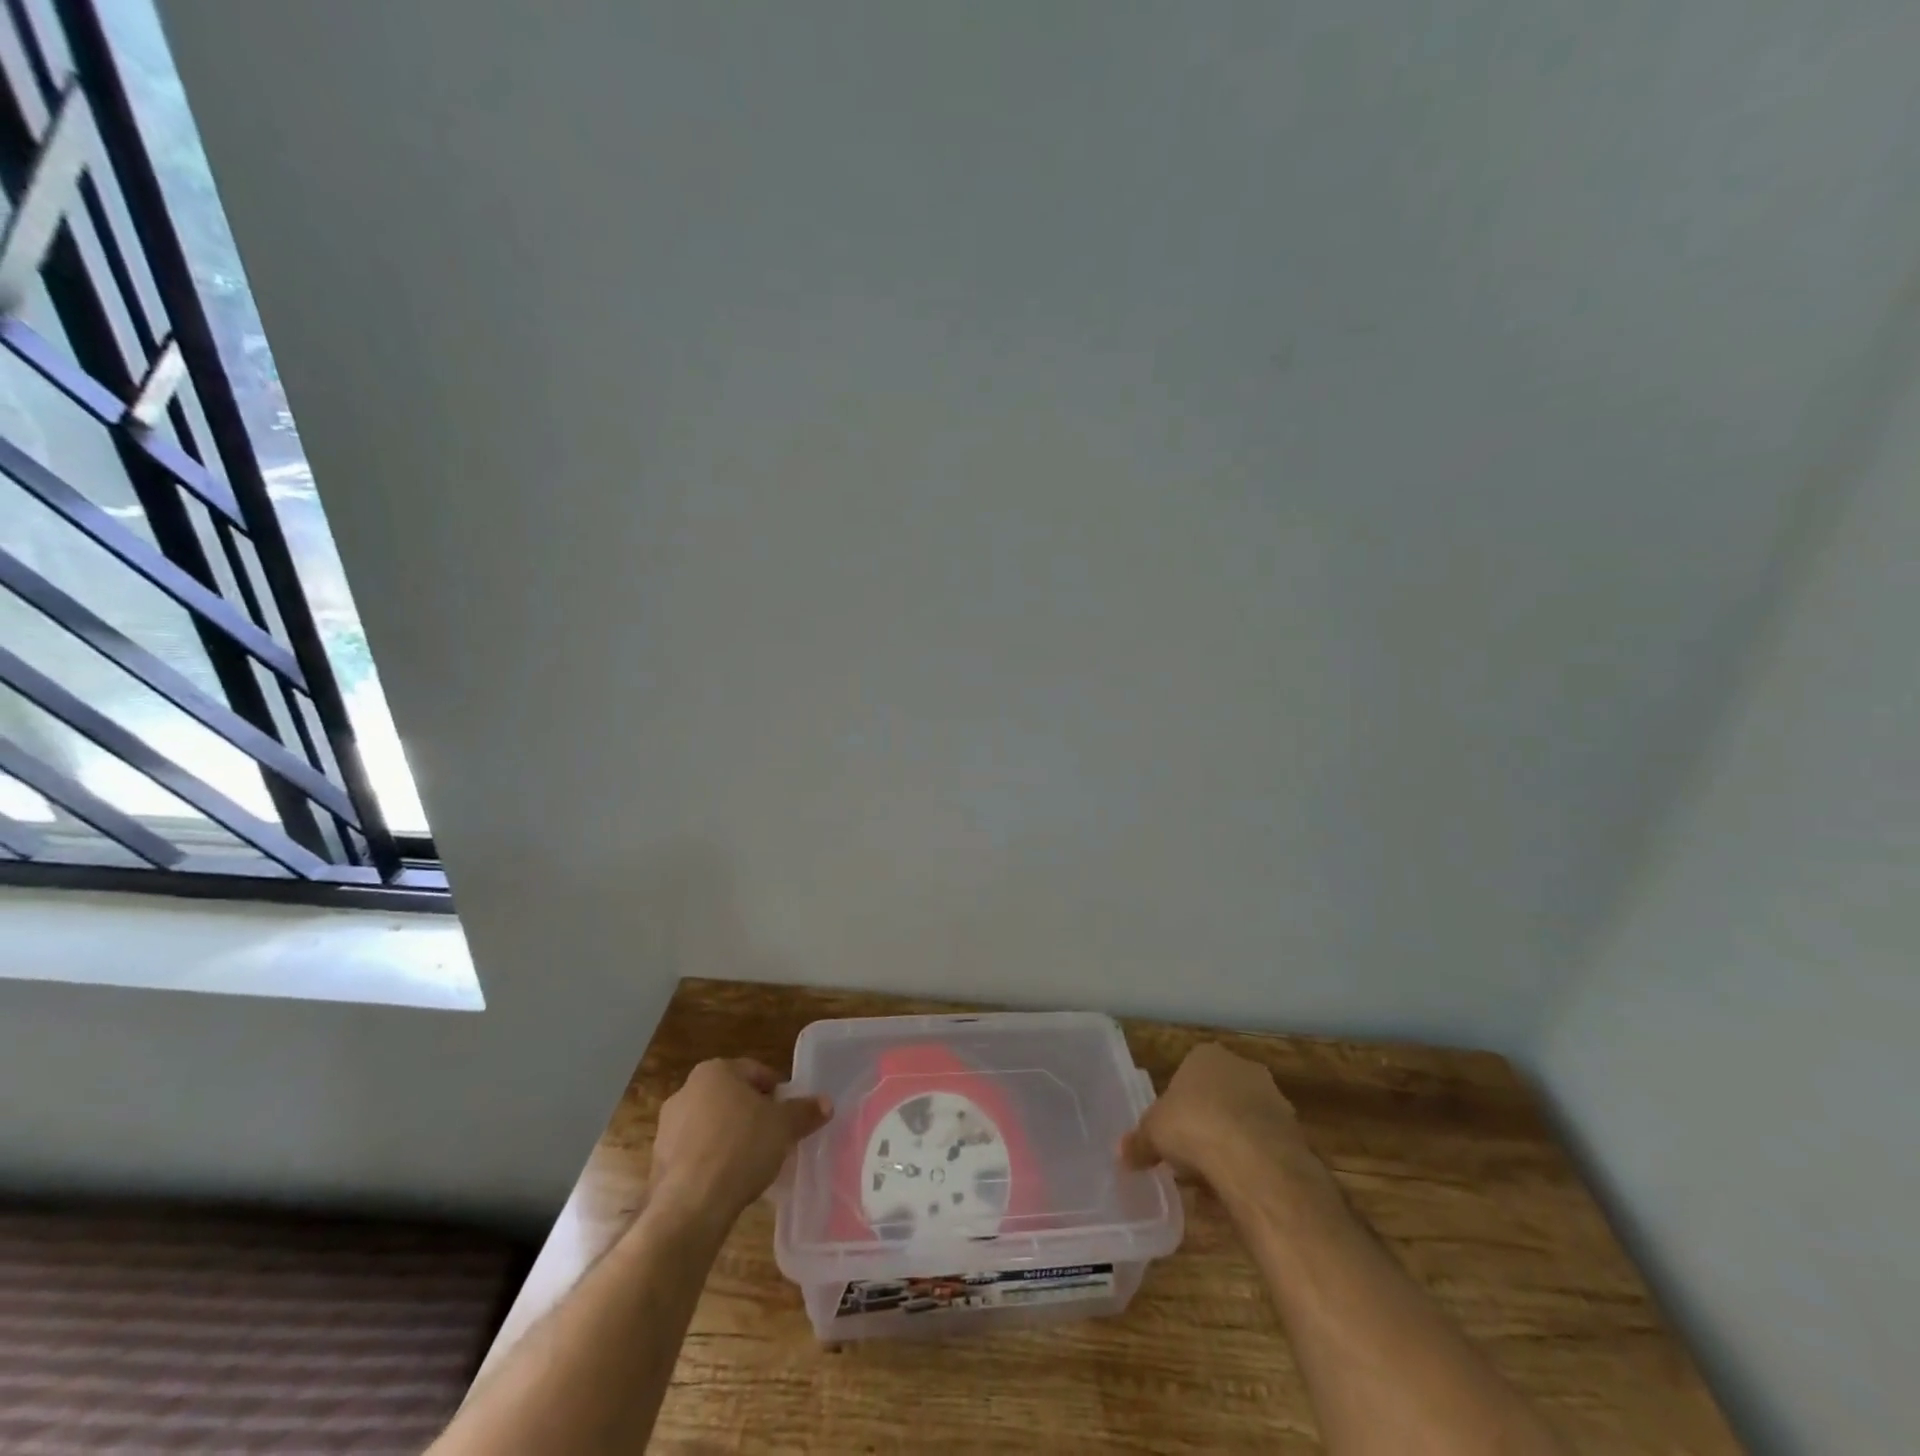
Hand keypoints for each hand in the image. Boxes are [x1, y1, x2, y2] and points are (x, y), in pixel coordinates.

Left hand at [650, 1058, 832, 1225]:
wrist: (691, 1206)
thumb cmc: (741, 1148)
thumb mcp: (784, 1127)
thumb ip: (805, 1112)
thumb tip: (826, 1103)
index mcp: (715, 1071)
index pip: (755, 1071)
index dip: (776, 1091)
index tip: (789, 1113)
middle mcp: (686, 1090)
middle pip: (731, 1097)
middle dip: (752, 1114)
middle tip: (774, 1135)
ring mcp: (667, 1127)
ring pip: (711, 1125)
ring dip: (730, 1137)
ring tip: (752, 1162)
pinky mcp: (658, 1162)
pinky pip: (695, 1153)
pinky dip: (712, 1161)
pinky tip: (729, 1180)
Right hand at [1121, 1043, 1313, 1192]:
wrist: (1254, 1160)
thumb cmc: (1194, 1127)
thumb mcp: (1153, 1133)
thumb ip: (1139, 1142)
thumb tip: (1122, 1153)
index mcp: (1206, 1055)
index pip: (1188, 1073)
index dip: (1178, 1103)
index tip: (1171, 1130)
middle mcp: (1242, 1067)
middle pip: (1218, 1095)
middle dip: (1207, 1121)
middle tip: (1189, 1154)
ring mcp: (1273, 1098)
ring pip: (1244, 1120)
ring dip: (1231, 1143)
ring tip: (1213, 1177)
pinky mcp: (1294, 1132)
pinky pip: (1263, 1146)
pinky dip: (1252, 1163)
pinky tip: (1238, 1186)